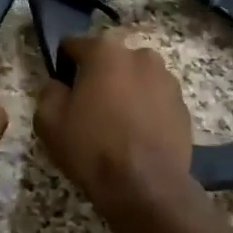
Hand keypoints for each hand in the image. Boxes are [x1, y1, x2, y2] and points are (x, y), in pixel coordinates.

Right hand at [34, 30, 196, 210]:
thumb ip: (49, 92)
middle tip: (88, 108)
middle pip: (109, 60)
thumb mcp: (49, 121)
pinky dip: (145, 109)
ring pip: (135, 78)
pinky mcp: (183, 105)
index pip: (74, 45)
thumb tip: (58, 85)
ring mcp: (167, 79)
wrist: (147, 187)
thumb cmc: (92, 148)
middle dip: (98, 76)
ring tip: (116, 124)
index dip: (63, 64)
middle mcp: (140, 55)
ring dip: (125, 91)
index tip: (61, 88)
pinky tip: (136, 136)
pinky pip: (155, 99)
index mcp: (105, 51)